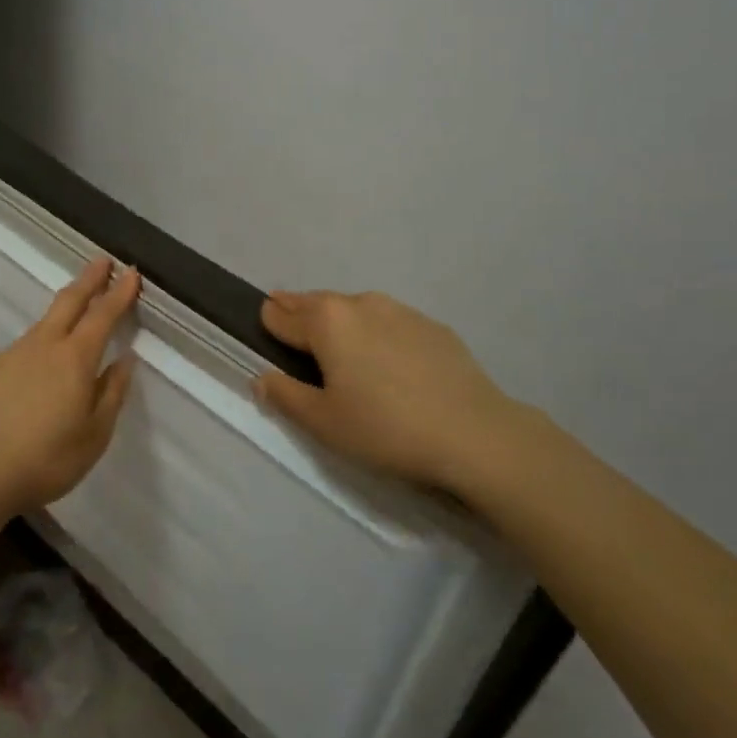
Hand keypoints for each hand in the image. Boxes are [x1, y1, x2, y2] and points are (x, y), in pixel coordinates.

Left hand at [0, 257, 141, 516]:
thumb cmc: (46, 459)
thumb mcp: (94, 434)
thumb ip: (112, 393)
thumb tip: (125, 360)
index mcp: (75, 359)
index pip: (103, 315)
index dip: (119, 293)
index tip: (131, 273)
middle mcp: (43, 346)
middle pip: (69, 301)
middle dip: (89, 279)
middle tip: (102, 261)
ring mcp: (11, 355)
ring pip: (42, 325)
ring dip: (62, 313)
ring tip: (73, 318)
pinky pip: (20, 352)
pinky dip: (36, 350)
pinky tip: (33, 374)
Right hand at [255, 290, 548, 501]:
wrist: (475, 434)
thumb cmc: (385, 428)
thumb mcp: (323, 422)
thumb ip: (285, 395)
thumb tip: (261, 377)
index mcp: (327, 321)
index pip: (281, 314)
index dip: (269, 325)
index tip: (266, 338)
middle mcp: (360, 303)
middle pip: (316, 304)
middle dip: (300, 316)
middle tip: (294, 336)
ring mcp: (400, 311)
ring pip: (355, 310)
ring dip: (340, 325)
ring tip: (342, 355)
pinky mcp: (432, 326)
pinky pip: (390, 323)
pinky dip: (377, 335)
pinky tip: (388, 365)